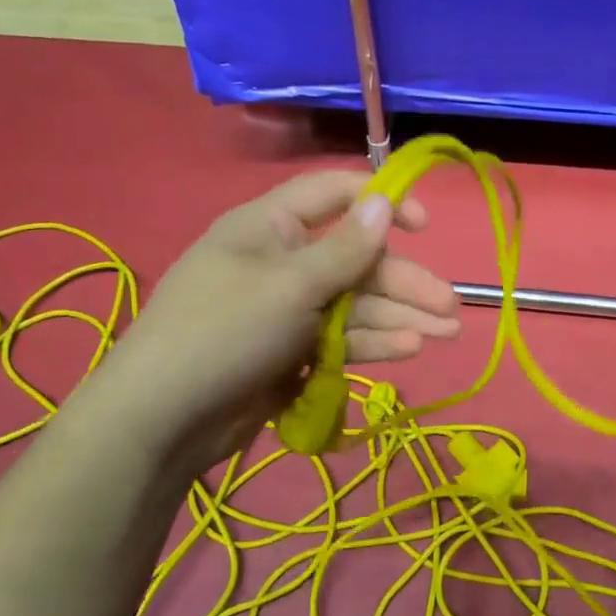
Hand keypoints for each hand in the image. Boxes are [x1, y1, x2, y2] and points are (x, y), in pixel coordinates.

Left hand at [71, 170, 459, 463]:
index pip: (335, 196)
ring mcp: (288, 311)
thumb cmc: (225, 332)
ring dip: (400, 316)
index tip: (425, 227)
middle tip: (451, 308)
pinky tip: (408, 349)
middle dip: (405, 282)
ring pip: (355, 305)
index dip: (382, 204)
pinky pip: (341, 340)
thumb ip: (345, 249)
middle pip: (357, 262)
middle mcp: (283, 263)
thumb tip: (384, 202)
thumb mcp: (291, 284)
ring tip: (446, 333)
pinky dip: (373, 343)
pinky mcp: (292, 353)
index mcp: (272, 227)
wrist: (164, 419)